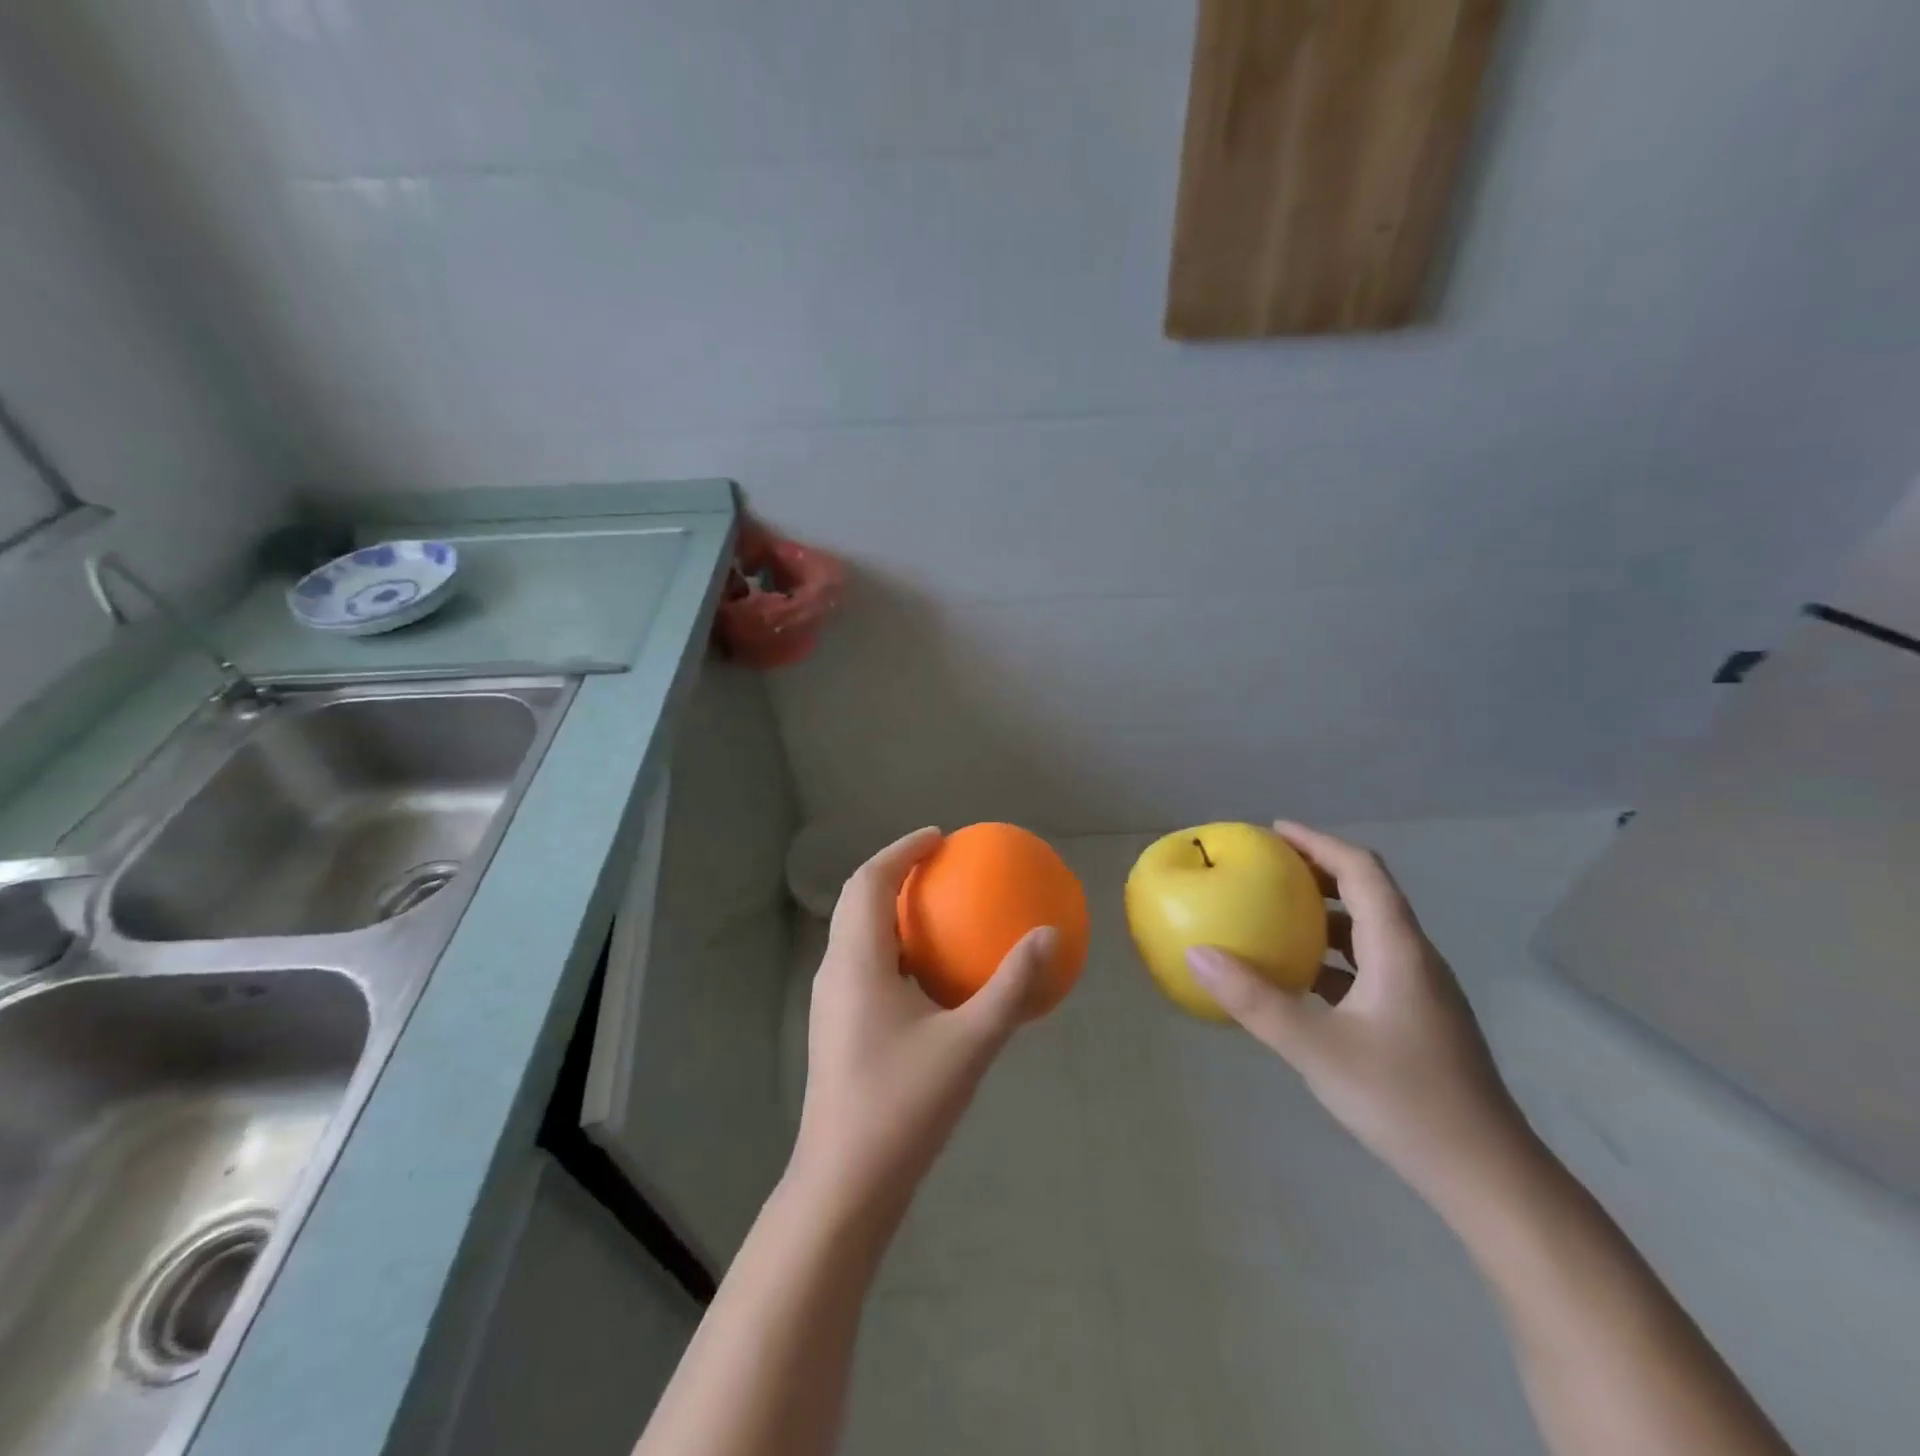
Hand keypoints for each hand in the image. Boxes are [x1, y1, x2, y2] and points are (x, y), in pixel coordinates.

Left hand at [789, 828, 1055, 1224]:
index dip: (901, 850)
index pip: (868, 882)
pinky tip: (928, 975)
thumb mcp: (969, 1044)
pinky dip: (892, 947)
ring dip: (890, 910)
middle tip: (940, 865)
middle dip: (894, 873)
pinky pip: (863, 965)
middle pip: (856, 901)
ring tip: (936, 910)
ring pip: (856, 934)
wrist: (843, 1185)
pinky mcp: (836, 1029)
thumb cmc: (902, 1107)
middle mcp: (834, 972)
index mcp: (855, 962)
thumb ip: (1010, 987)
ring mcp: (830, 1003)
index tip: (939, 838)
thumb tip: (1049, 935)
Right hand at [1186, 821, 1539, 1214]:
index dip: (1319, 842)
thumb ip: (1254, 1000)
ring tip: (1276, 915)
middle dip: (1317, 872)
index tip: (1274, 831)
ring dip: (1324, 914)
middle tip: (1266, 868)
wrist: (1488, 1178)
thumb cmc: (1404, 1101)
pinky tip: (1301, 980)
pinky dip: (1332, 956)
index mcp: (1399, 950)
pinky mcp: (1418, 1020)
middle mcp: (1415, 959)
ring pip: (1369, 931)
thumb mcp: (1316, 1048)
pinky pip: (1369, 966)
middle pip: (1368, 894)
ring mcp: (1421, 992)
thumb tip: (1197, 954)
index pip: (1362, 871)